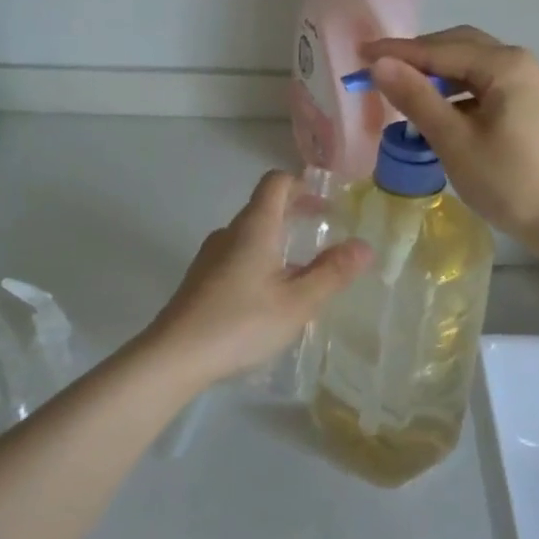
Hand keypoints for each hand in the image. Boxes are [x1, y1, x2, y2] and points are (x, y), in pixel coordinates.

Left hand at [142, 171, 371, 389]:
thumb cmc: (241, 323)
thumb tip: (364, 246)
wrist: (174, 356)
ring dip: (278, 242)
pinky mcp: (200, 280)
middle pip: (263, 208)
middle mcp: (229, 234)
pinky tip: (270, 297)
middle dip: (295, 214)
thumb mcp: (297, 302)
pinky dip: (260, 262)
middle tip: (324, 233)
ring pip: (250, 236)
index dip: (302, 185)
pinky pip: (237, 258)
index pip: (276, 183)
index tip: (327, 203)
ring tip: (302, 270)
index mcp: (254, 228)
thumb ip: (332, 273)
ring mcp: (210, 257)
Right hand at [362, 27, 538, 248]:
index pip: (440, 49)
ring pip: (474, 67)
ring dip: (438, 75)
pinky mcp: (532, 106)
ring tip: (402, 89)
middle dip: (418, 57)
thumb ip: (416, 98)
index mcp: (506, 65)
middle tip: (379, 70)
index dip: (398, 52)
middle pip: (461, 47)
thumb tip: (380, 65)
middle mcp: (523, 63)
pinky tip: (438, 109)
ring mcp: (532, 84)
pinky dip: (458, 91)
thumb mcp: (454, 141)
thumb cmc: (507, 182)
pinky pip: (486, 86)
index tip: (360, 55)